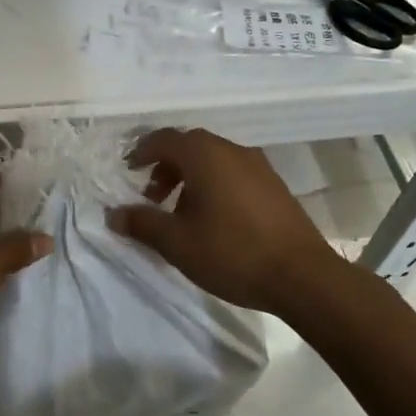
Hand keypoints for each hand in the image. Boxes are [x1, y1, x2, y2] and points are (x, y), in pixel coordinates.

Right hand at [108, 128, 344, 315]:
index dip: (141, 152)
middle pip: (190, 146)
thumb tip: (113, 215)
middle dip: (165, 166)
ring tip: (179, 211)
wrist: (302, 276)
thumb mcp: (177, 242)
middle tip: (150, 195)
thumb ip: (142, 224)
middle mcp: (233, 151)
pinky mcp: (274, 186)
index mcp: (206, 155)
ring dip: (189, 177)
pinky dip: (213, 185)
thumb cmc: (232, 253)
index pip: (164, 139)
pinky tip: (212, 219)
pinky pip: (233, 173)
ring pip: (213, 160)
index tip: (128, 171)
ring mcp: (258, 167)